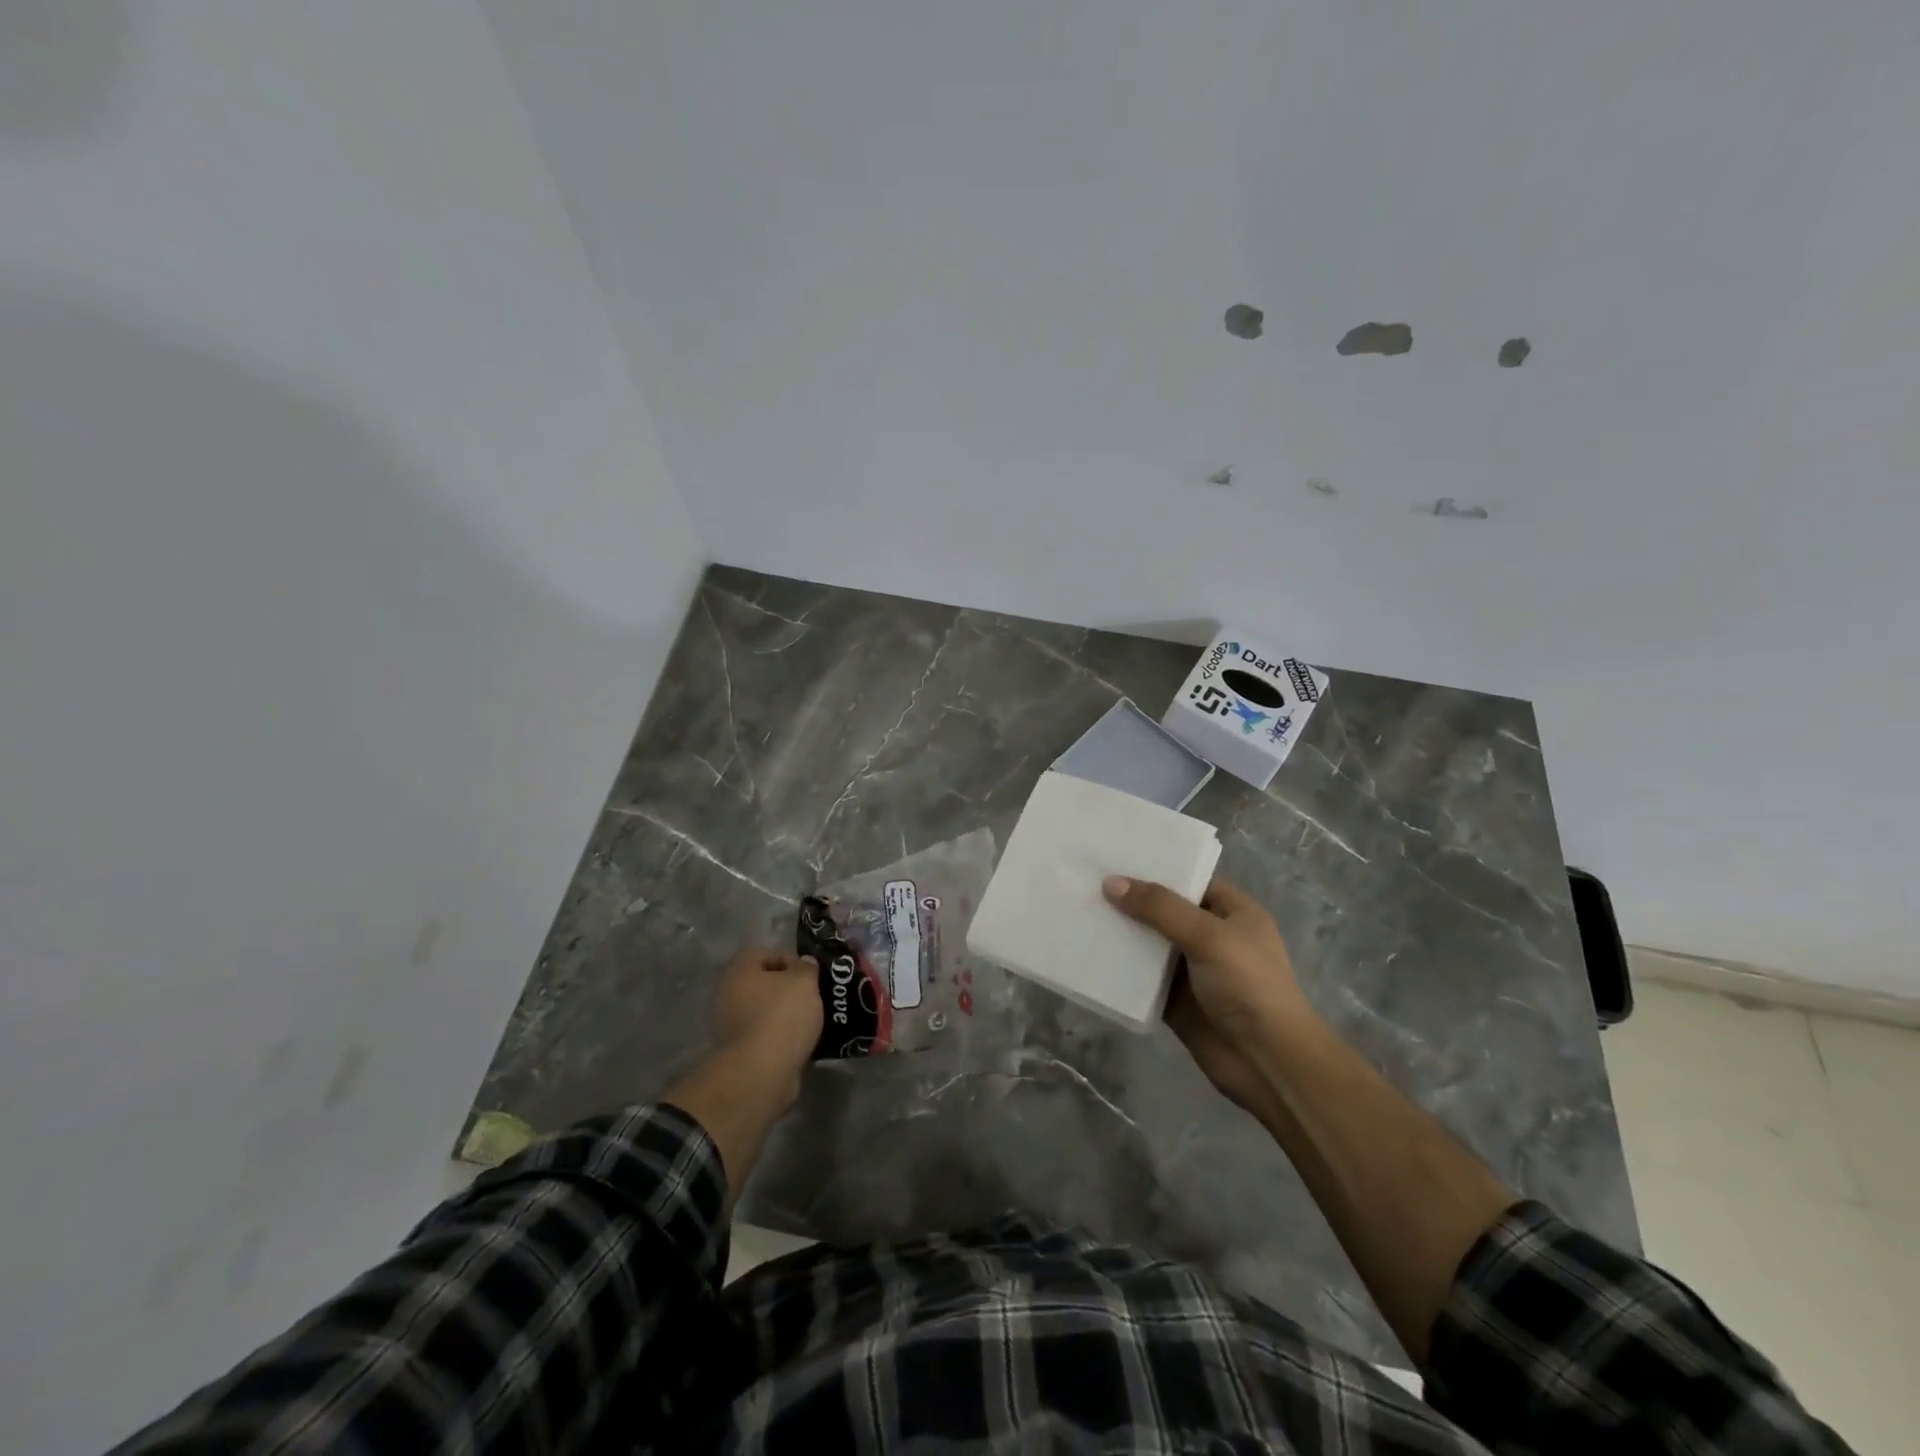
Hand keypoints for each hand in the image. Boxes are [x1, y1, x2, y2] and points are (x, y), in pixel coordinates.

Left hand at [712, 947, 821, 1093]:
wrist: (762, 1072)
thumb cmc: (782, 1016)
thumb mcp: (805, 981)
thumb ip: (807, 967)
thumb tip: (804, 963)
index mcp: (741, 971)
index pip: (764, 953)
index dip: (789, 958)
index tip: (809, 972)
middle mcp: (730, 994)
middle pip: (765, 983)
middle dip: (790, 988)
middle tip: (814, 994)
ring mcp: (733, 1025)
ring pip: (766, 1010)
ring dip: (787, 1014)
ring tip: (814, 1019)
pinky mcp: (742, 1052)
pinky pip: (767, 1035)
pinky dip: (783, 1037)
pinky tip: (804, 1040)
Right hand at [1103, 875, 1312, 1109]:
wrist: (1267, 1062)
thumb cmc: (1248, 985)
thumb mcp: (1208, 935)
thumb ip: (1159, 908)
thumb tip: (1110, 883)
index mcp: (1233, 913)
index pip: (1191, 879)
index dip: (1157, 867)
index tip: (1116, 854)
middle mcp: (1212, 937)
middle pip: (1165, 910)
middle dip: (1131, 898)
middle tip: (1086, 878)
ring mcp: (1192, 970)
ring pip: (1150, 943)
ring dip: (1121, 932)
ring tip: (1078, 908)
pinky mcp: (1174, 1001)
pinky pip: (1141, 978)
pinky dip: (1119, 968)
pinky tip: (1086, 952)